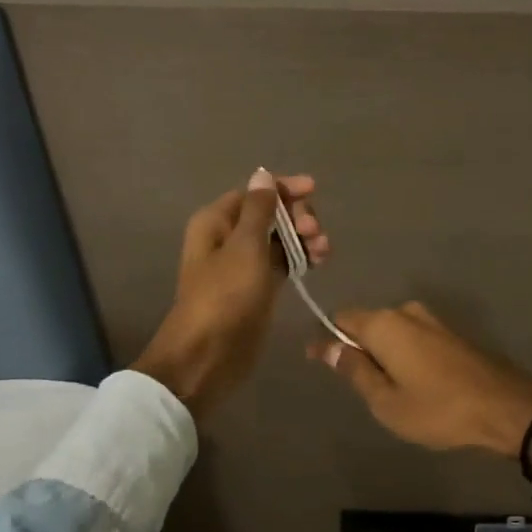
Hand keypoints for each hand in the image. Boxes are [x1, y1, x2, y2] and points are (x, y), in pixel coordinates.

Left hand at [133, 169, 327, 416]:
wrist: (207, 357)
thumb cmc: (225, 296)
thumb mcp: (245, 247)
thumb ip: (258, 209)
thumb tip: (262, 174)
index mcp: (216, 221)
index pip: (254, 192)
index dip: (283, 189)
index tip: (313, 190)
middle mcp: (228, 238)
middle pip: (269, 213)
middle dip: (296, 216)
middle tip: (315, 232)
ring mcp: (244, 264)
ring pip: (279, 238)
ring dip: (303, 238)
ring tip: (323, 250)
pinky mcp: (258, 288)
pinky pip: (282, 262)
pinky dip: (300, 258)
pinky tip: (319, 260)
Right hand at [309, 303, 531, 485]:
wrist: (505, 408)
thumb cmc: (438, 409)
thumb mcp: (386, 400)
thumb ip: (354, 370)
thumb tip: (325, 345)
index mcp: (384, 324)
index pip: (341, 319)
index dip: (328, 339)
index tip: (320, 363)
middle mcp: (405, 311)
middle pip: (367, 323)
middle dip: (358, 348)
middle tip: (360, 388)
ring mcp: (432, 320)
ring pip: (392, 332)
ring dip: (384, 355)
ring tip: (388, 391)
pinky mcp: (451, 333)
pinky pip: (413, 338)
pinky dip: (405, 356)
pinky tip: (413, 384)